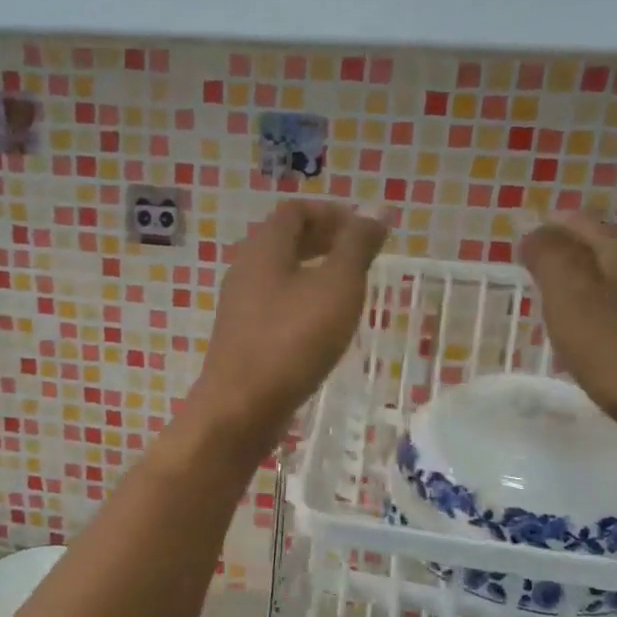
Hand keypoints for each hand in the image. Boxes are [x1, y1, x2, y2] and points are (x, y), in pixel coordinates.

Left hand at [190, 201, 389, 455]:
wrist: (240, 407)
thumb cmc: (292, 340)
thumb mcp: (336, 287)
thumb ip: (356, 246)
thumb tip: (376, 210)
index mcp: (264, 248)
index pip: (295, 211)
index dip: (331, 213)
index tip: (364, 231)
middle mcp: (245, 270)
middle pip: (285, 240)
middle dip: (324, 240)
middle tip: (361, 257)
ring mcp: (239, 306)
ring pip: (280, 274)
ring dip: (314, 273)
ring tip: (348, 291)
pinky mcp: (242, 337)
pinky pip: (274, 304)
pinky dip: (301, 301)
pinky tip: (322, 326)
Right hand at [517, 212, 616, 449]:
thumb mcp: (572, 297)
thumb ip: (551, 260)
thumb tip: (535, 231)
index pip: (588, 224)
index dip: (557, 225)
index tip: (528, 233)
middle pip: (610, 250)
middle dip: (575, 251)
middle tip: (539, 262)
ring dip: (590, 286)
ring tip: (558, 299)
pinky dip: (603, 317)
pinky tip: (591, 338)